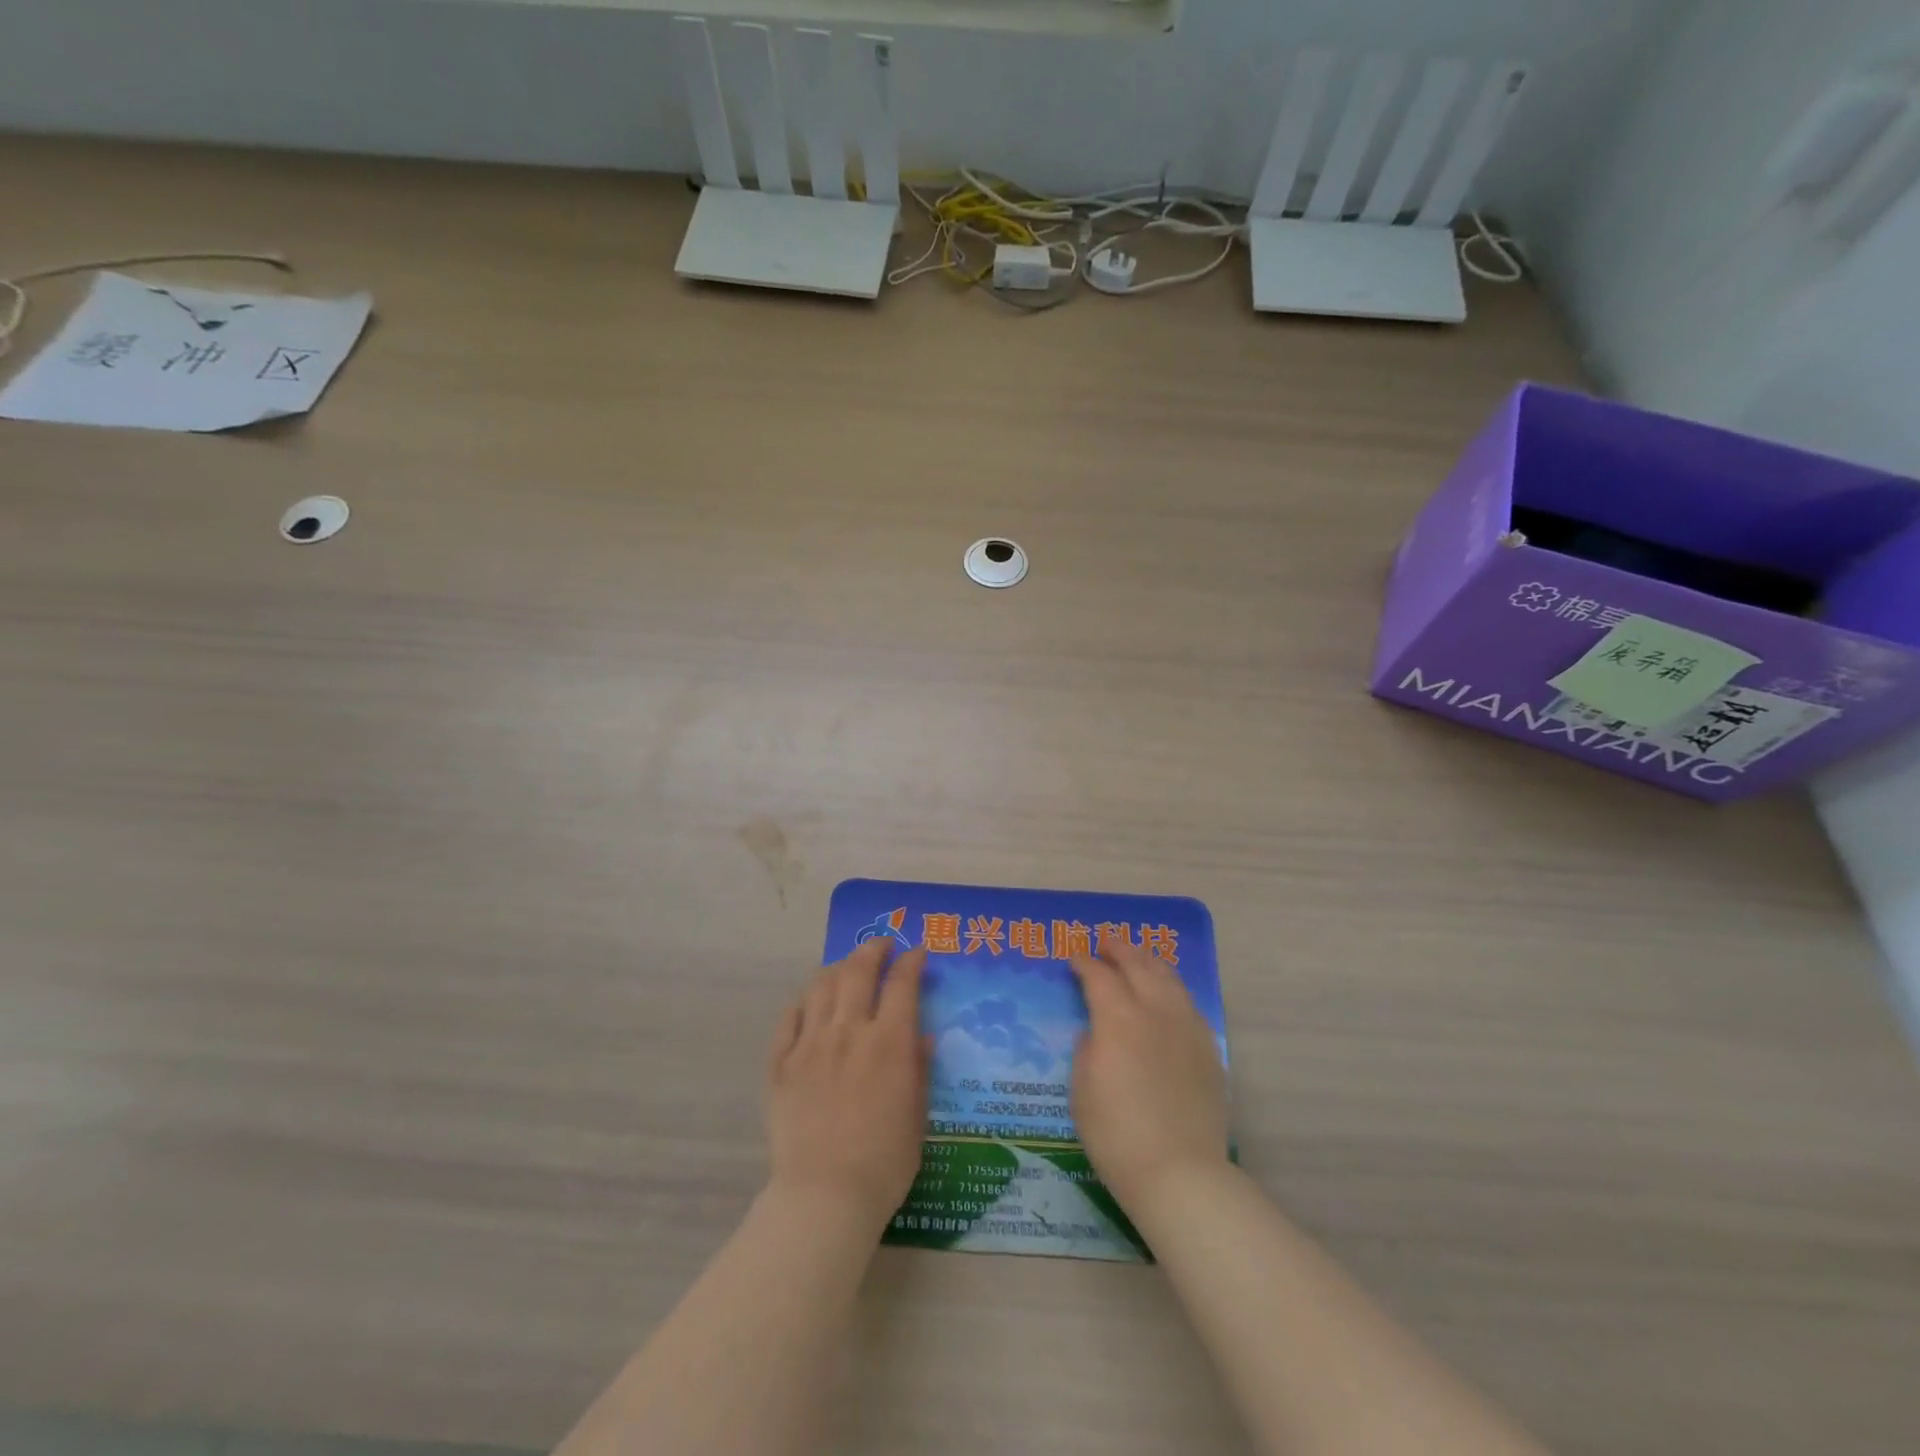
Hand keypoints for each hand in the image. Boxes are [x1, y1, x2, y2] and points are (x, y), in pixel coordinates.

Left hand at [765, 939, 929, 1230]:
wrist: (825, 1196)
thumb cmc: (885, 1162)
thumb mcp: (917, 1116)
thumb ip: (919, 1069)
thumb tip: (923, 1035)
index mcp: (889, 1042)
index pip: (901, 984)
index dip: (910, 962)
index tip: (917, 953)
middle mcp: (849, 1031)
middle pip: (858, 972)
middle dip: (872, 950)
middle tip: (881, 946)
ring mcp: (810, 1044)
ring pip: (821, 986)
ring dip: (838, 969)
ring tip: (846, 968)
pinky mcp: (781, 1064)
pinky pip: (789, 1018)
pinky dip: (803, 1001)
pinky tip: (810, 1002)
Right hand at [1069, 942, 1230, 1214]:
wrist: (1180, 1174)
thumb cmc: (1117, 1135)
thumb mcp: (1082, 1091)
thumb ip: (1087, 1050)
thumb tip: (1095, 1031)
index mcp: (1119, 1019)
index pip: (1099, 976)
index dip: (1085, 963)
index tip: (1074, 956)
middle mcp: (1155, 1011)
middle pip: (1138, 965)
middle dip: (1120, 949)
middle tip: (1106, 941)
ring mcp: (1187, 1028)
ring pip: (1169, 979)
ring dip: (1149, 962)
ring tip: (1138, 956)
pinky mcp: (1208, 1049)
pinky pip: (1188, 1004)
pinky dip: (1172, 988)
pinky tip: (1167, 995)